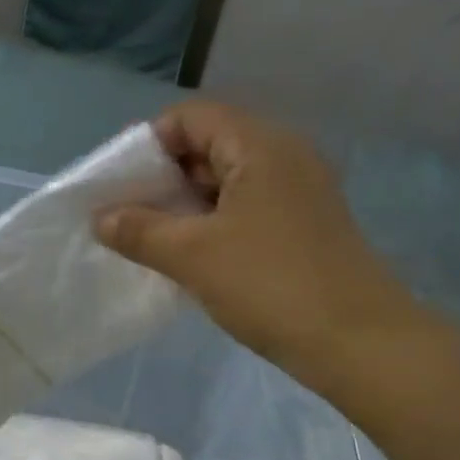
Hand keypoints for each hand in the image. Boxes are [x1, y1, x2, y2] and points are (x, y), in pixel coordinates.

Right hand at [96, 102, 421, 389]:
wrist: (358, 342)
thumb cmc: (271, 285)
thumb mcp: (194, 256)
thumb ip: (140, 230)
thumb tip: (100, 217)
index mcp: (261, 145)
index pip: (192, 117)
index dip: (149, 143)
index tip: (119, 183)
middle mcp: (285, 156)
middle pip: (211, 145)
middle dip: (164, 177)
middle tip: (128, 214)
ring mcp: (300, 193)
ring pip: (229, 182)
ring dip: (187, 205)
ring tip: (150, 239)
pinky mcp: (305, 227)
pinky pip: (248, 210)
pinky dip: (214, 224)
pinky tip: (190, 257)